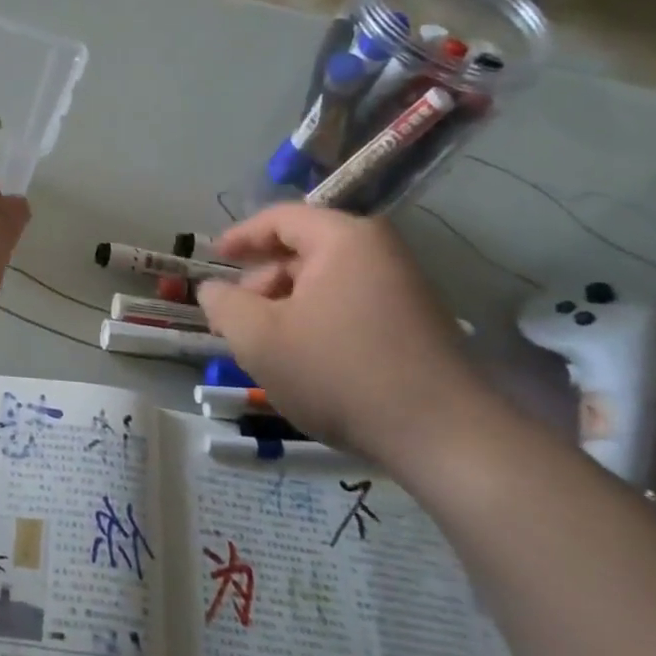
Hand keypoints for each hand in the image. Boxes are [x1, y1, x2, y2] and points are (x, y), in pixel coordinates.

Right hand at [197, 205, 486, 462]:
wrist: (444, 437)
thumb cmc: (339, 373)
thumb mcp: (259, 338)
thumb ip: (224, 305)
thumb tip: (212, 289)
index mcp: (344, 239)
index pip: (280, 219)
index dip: (240, 237)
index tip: (212, 257)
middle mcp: (379, 252)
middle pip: (303, 250)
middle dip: (262, 281)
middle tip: (236, 318)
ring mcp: (404, 287)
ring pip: (325, 282)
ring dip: (287, 306)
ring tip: (268, 347)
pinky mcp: (416, 323)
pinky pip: (349, 305)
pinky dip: (317, 321)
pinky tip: (306, 360)